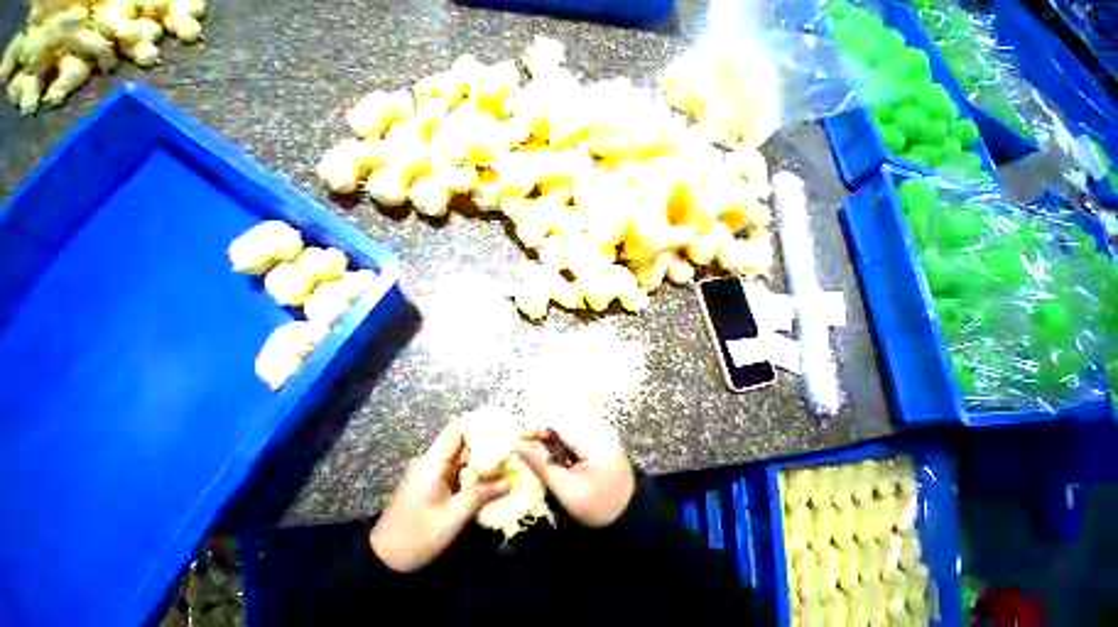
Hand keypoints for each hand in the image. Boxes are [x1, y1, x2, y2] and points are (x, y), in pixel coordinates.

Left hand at [370, 420, 508, 572]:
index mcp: (432, 463)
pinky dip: (473, 469)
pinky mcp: (433, 483)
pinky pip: (457, 468)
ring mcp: (431, 472)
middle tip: (510, 444)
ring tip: (505, 457)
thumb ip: (480, 496)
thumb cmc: (415, 538)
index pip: (456, 429)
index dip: (478, 424)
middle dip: (486, 441)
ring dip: (481, 456)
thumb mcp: (451, 519)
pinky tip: (489, 475)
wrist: (383, 561)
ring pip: (461, 454)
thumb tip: (508, 482)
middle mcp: (431, 461)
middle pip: (461, 440)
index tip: (501, 427)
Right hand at [518, 418, 634, 527]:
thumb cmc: (597, 508)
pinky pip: (578, 430)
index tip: (521, 440)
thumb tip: (519, 447)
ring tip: (541, 451)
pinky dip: (564, 439)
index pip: (560, 422)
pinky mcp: (603, 437)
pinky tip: (557, 453)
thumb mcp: (566, 491)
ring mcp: (603, 431)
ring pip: (570, 424)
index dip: (538, 429)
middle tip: (528, 446)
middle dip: (545, 432)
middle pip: (565, 420)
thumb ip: (542, 466)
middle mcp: (600, 429)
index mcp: (594, 441)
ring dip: (553, 435)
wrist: (629, 516)